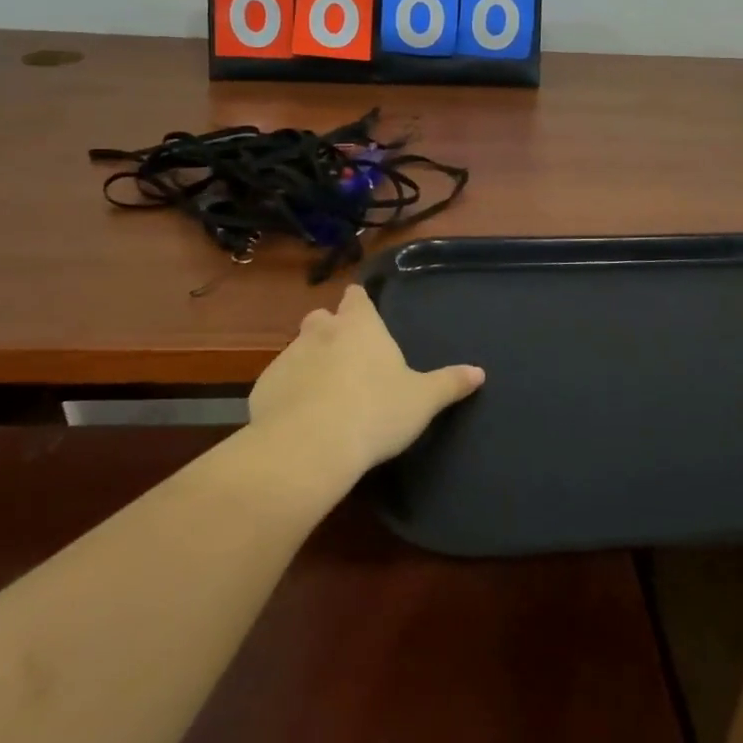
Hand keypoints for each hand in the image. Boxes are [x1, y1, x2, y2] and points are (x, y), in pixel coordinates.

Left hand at [248, 285, 484, 483]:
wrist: (310, 446)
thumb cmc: (376, 412)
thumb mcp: (422, 400)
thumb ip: (450, 383)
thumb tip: (479, 372)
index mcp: (360, 326)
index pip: (357, 297)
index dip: (359, 302)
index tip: (363, 310)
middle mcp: (321, 332)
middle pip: (322, 318)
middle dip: (331, 330)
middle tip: (347, 357)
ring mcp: (288, 357)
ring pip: (298, 350)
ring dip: (309, 363)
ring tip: (324, 394)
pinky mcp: (263, 387)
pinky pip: (278, 383)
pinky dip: (288, 393)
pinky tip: (299, 419)